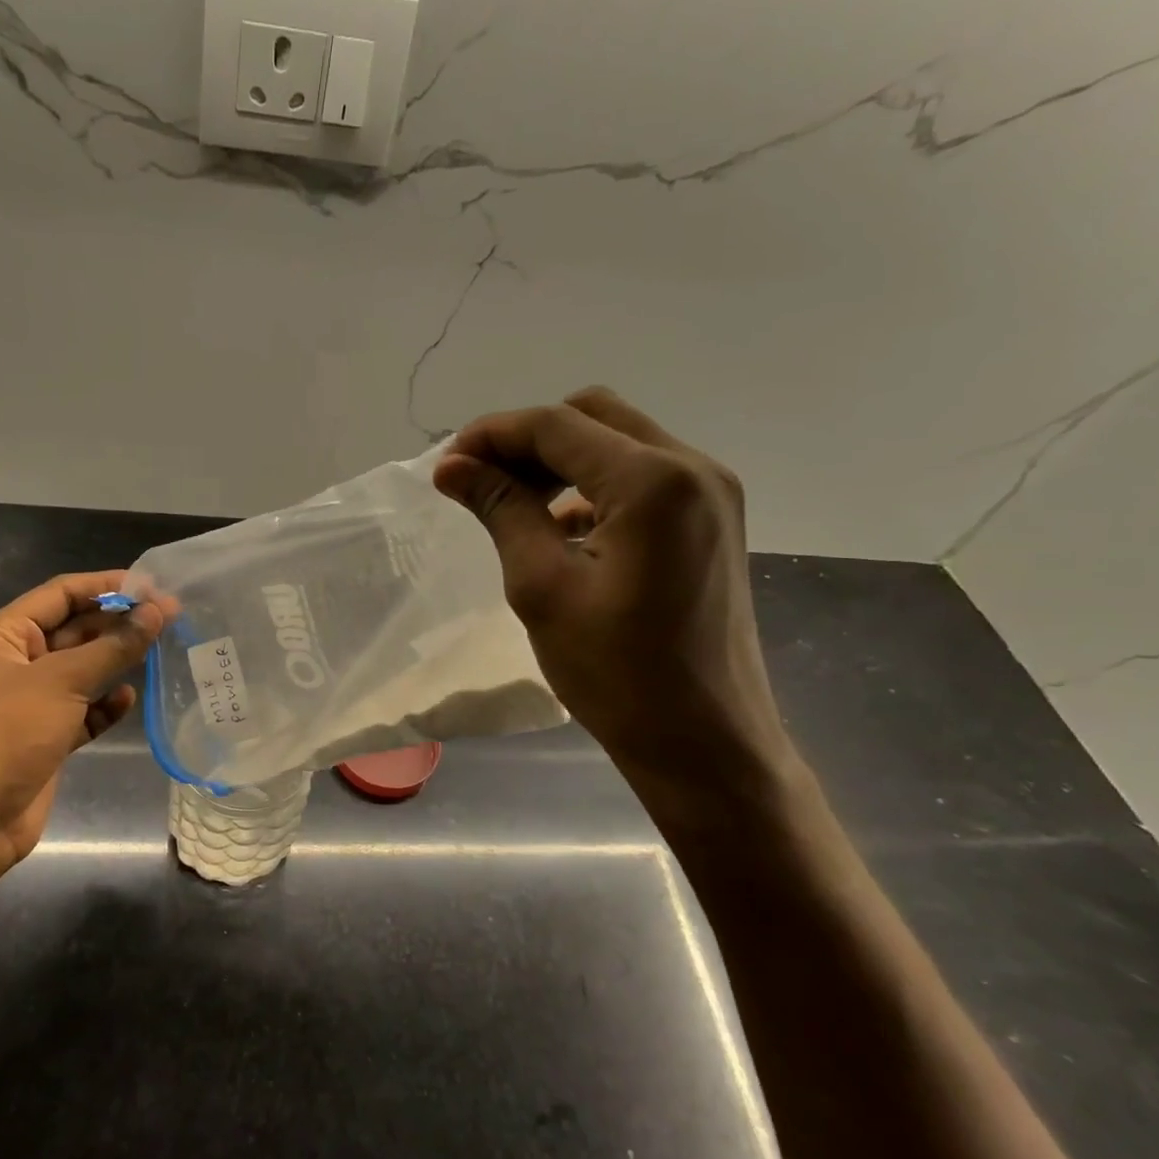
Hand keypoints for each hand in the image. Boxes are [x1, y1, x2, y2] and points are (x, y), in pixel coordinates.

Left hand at [0, 571, 164, 879]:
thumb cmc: (10, 733)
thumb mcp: (63, 680)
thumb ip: (114, 645)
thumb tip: (158, 611)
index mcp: (5, 635)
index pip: (60, 594)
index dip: (105, 585)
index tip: (152, 585)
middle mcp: (16, 662)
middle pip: (74, 629)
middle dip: (118, 622)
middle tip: (170, 615)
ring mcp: (31, 701)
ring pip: (82, 669)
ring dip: (116, 660)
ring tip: (161, 648)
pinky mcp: (47, 736)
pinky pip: (83, 710)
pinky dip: (105, 704)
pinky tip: (127, 699)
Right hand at [435, 388, 792, 817]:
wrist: (704, 742)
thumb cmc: (616, 673)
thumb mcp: (542, 587)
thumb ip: (501, 510)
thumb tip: (452, 466)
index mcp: (655, 480)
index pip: (557, 425)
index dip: (493, 435)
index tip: (445, 466)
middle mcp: (694, 468)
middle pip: (594, 417)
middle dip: (528, 440)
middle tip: (479, 482)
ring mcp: (712, 494)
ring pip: (620, 444)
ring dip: (561, 462)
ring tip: (513, 507)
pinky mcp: (713, 522)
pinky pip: (644, 479)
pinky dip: (594, 488)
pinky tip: (562, 531)